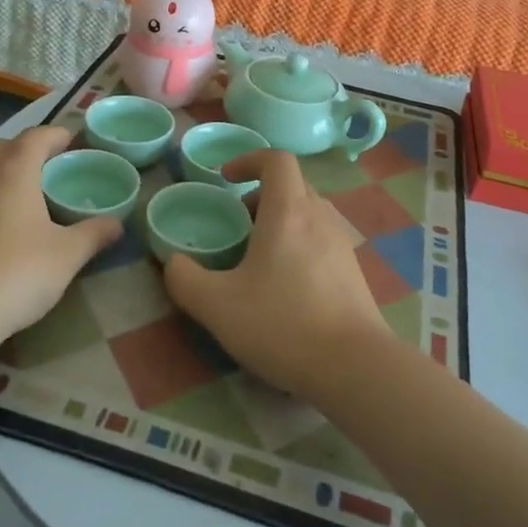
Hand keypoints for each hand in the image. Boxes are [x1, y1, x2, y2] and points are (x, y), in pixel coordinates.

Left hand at [0, 126, 121, 347]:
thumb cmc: (16, 273)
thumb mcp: (67, 256)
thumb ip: (94, 234)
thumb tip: (117, 224)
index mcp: (14, 169)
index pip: (38, 136)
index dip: (58, 136)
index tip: (74, 144)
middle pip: (6, 147)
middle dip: (29, 151)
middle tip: (52, 170)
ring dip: (4, 173)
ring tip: (25, 197)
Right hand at [161, 150, 400, 397]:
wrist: (354, 367)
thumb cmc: (283, 324)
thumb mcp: (217, 306)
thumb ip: (185, 279)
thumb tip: (173, 263)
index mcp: (288, 212)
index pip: (276, 160)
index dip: (249, 159)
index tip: (226, 179)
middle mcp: (319, 218)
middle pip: (293, 185)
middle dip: (261, 195)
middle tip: (238, 224)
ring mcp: (341, 245)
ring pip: (308, 213)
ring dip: (281, 221)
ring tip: (258, 257)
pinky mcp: (353, 272)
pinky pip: (321, 240)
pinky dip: (299, 245)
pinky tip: (285, 286)